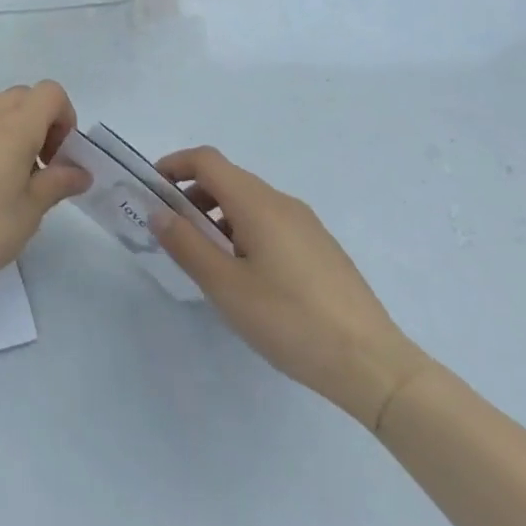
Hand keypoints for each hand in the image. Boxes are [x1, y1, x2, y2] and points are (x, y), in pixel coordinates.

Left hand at [0, 82, 91, 309]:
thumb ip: (58, 183)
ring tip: (5, 183)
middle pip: (22, 97)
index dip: (64, 117)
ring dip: (10, 134)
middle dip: (39, 122)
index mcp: (13, 127)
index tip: (59, 156)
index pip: (50, 92)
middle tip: (39, 167)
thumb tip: (80, 172)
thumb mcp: (30, 212)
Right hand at [153, 146, 431, 429]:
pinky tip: (247, 277)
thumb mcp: (226, 286)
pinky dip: (244, 231)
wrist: (373, 365)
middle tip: (173, 232)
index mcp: (257, 202)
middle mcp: (282, 202)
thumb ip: (186, 244)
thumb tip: (158, 212)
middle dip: (192, 195)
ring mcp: (307, 225)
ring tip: (207, 260)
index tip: (152, 189)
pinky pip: (271, 223)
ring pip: (250, 203)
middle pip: (228, 179)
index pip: (207, 160)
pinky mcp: (321, 248)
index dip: (174, 165)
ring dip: (218, 216)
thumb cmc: (290, 320)